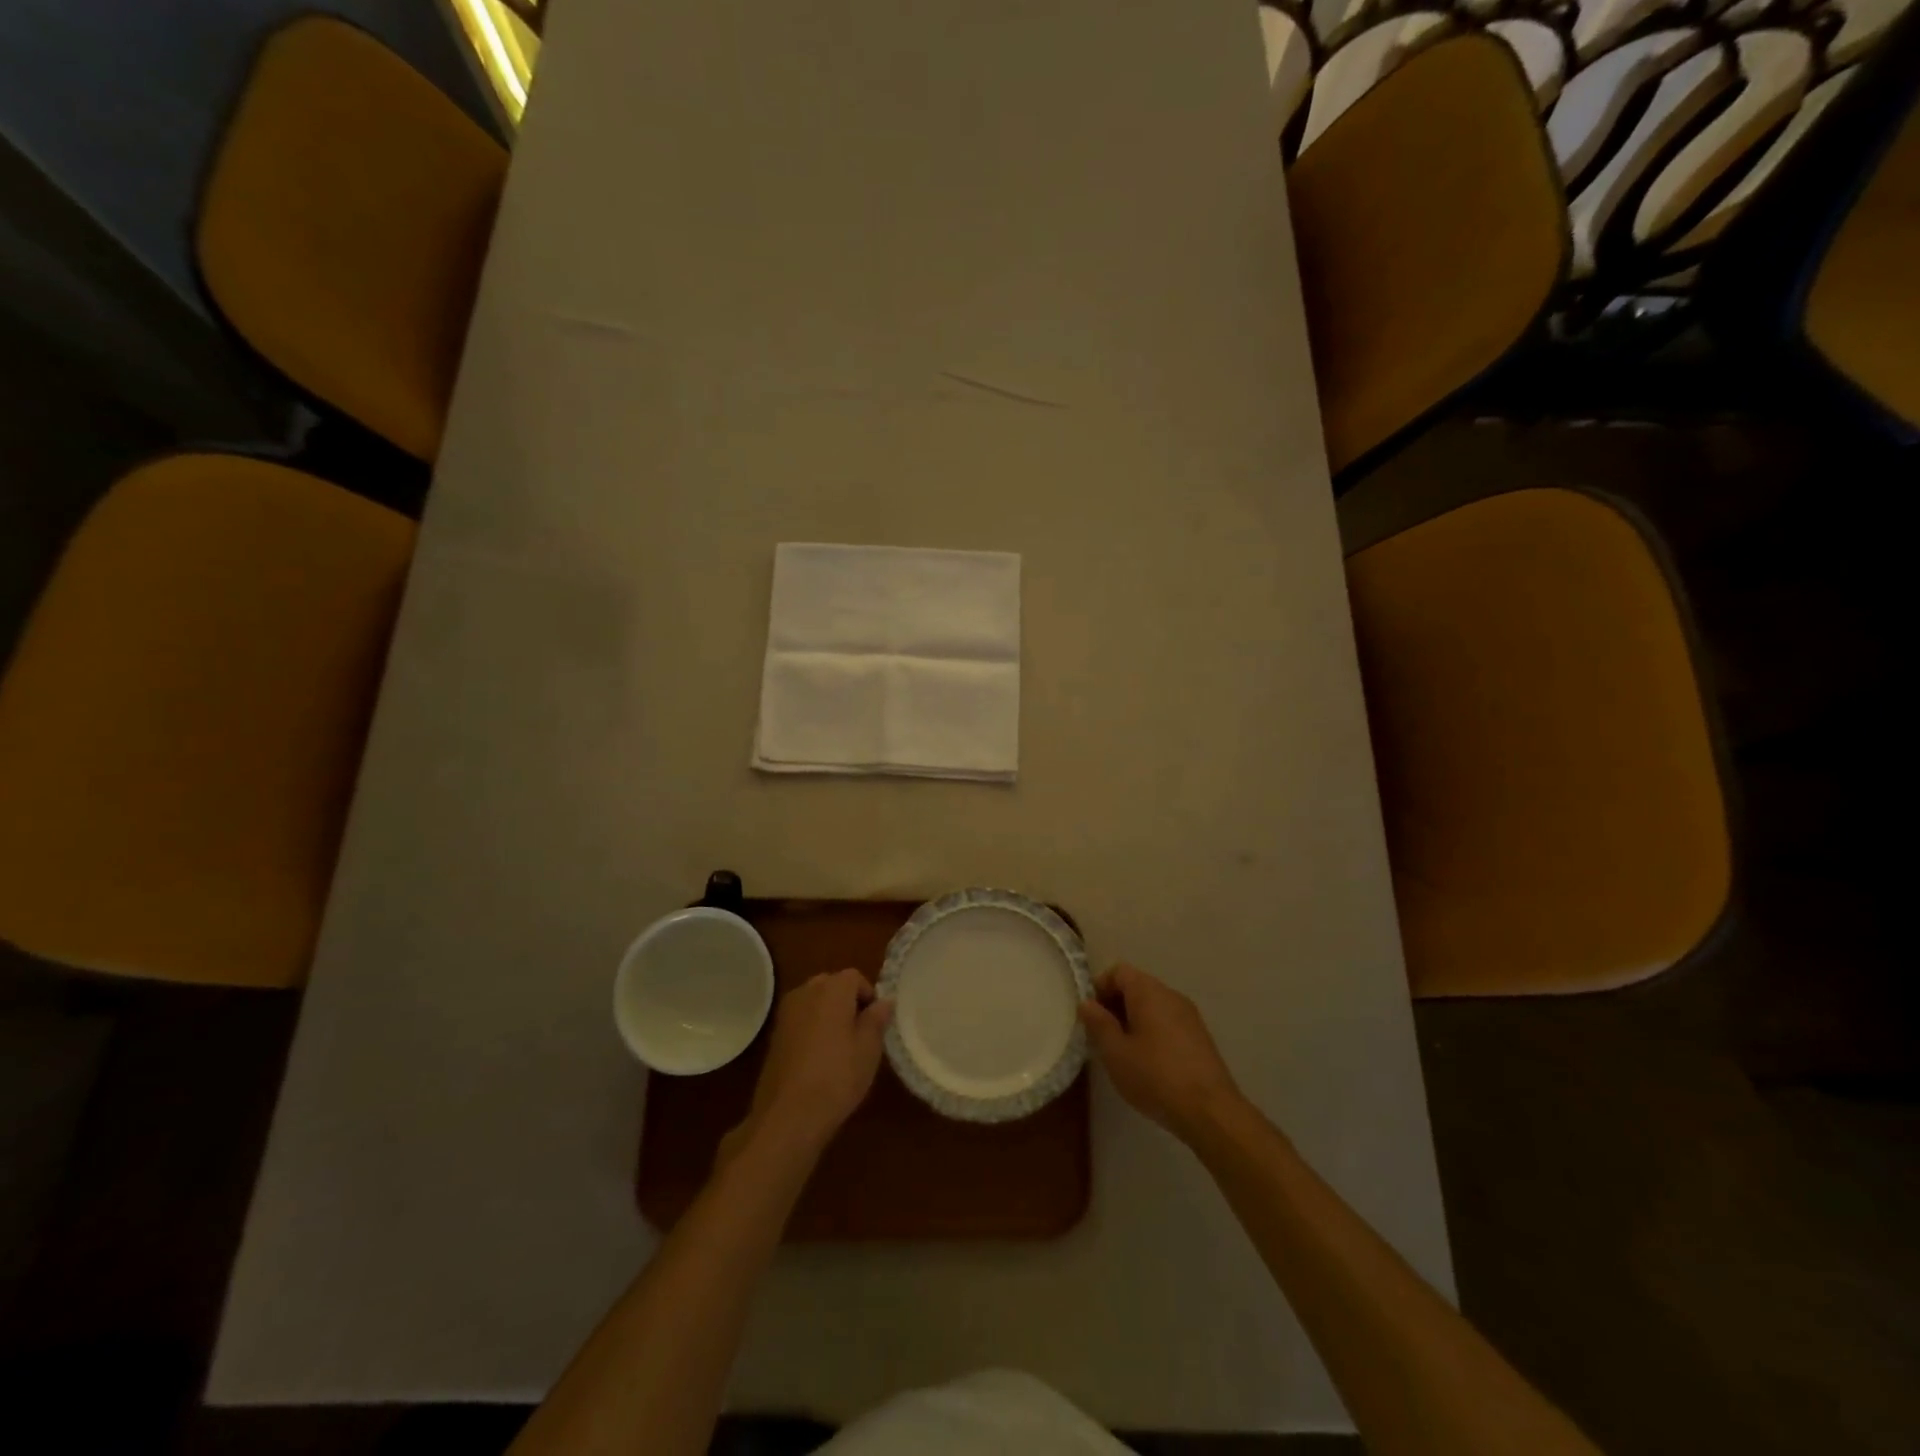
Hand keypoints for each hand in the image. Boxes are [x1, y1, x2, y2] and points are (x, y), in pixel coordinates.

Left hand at [729, 969, 891, 1160]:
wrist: (788, 1115)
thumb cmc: (837, 1077)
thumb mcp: (868, 1049)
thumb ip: (877, 1019)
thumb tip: (884, 1001)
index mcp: (832, 989)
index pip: (854, 977)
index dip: (868, 996)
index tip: (875, 1023)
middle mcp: (806, 992)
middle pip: (831, 985)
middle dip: (847, 1002)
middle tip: (860, 1033)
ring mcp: (786, 1013)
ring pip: (814, 1002)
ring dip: (828, 1014)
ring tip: (840, 1047)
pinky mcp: (774, 1035)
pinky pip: (800, 1019)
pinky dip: (811, 1028)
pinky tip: (818, 1058)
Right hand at [1079, 964, 1243, 1141]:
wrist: (1210, 1111)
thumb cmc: (1155, 1077)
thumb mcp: (1115, 1053)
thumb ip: (1098, 1023)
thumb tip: (1087, 1003)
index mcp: (1148, 992)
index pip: (1118, 971)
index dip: (1099, 988)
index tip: (1090, 1016)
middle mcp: (1171, 995)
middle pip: (1136, 986)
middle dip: (1115, 1005)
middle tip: (1102, 1036)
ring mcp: (1189, 1016)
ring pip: (1153, 1005)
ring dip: (1133, 1020)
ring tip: (1122, 1051)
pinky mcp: (1200, 1037)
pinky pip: (1168, 1021)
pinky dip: (1152, 1031)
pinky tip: (1148, 1063)